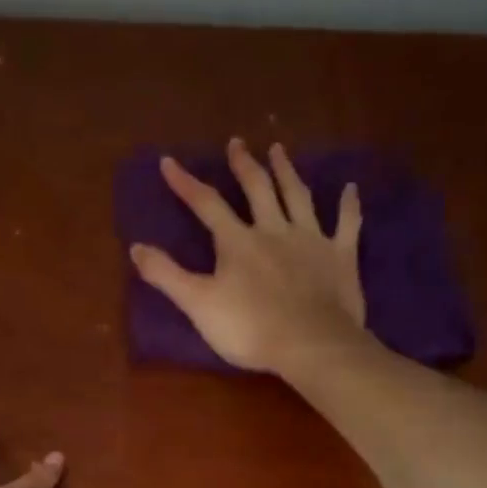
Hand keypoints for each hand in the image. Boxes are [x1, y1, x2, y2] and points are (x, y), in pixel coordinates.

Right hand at [129, 138, 366, 375]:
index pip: (207, 204)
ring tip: (279, 150)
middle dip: (244, 165)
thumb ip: (166, 275)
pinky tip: (351, 189)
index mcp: (238, 242)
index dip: (186, 183)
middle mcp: (274, 230)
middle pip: (257, 189)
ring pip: (298, 196)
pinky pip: (346, 223)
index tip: (169, 161)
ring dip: (287, 171)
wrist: (311, 344)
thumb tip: (135, 247)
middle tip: (237, 143)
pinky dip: (349, 205)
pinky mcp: (340, 256)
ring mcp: (311, 240)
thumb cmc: (250, 328)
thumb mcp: (198, 304)